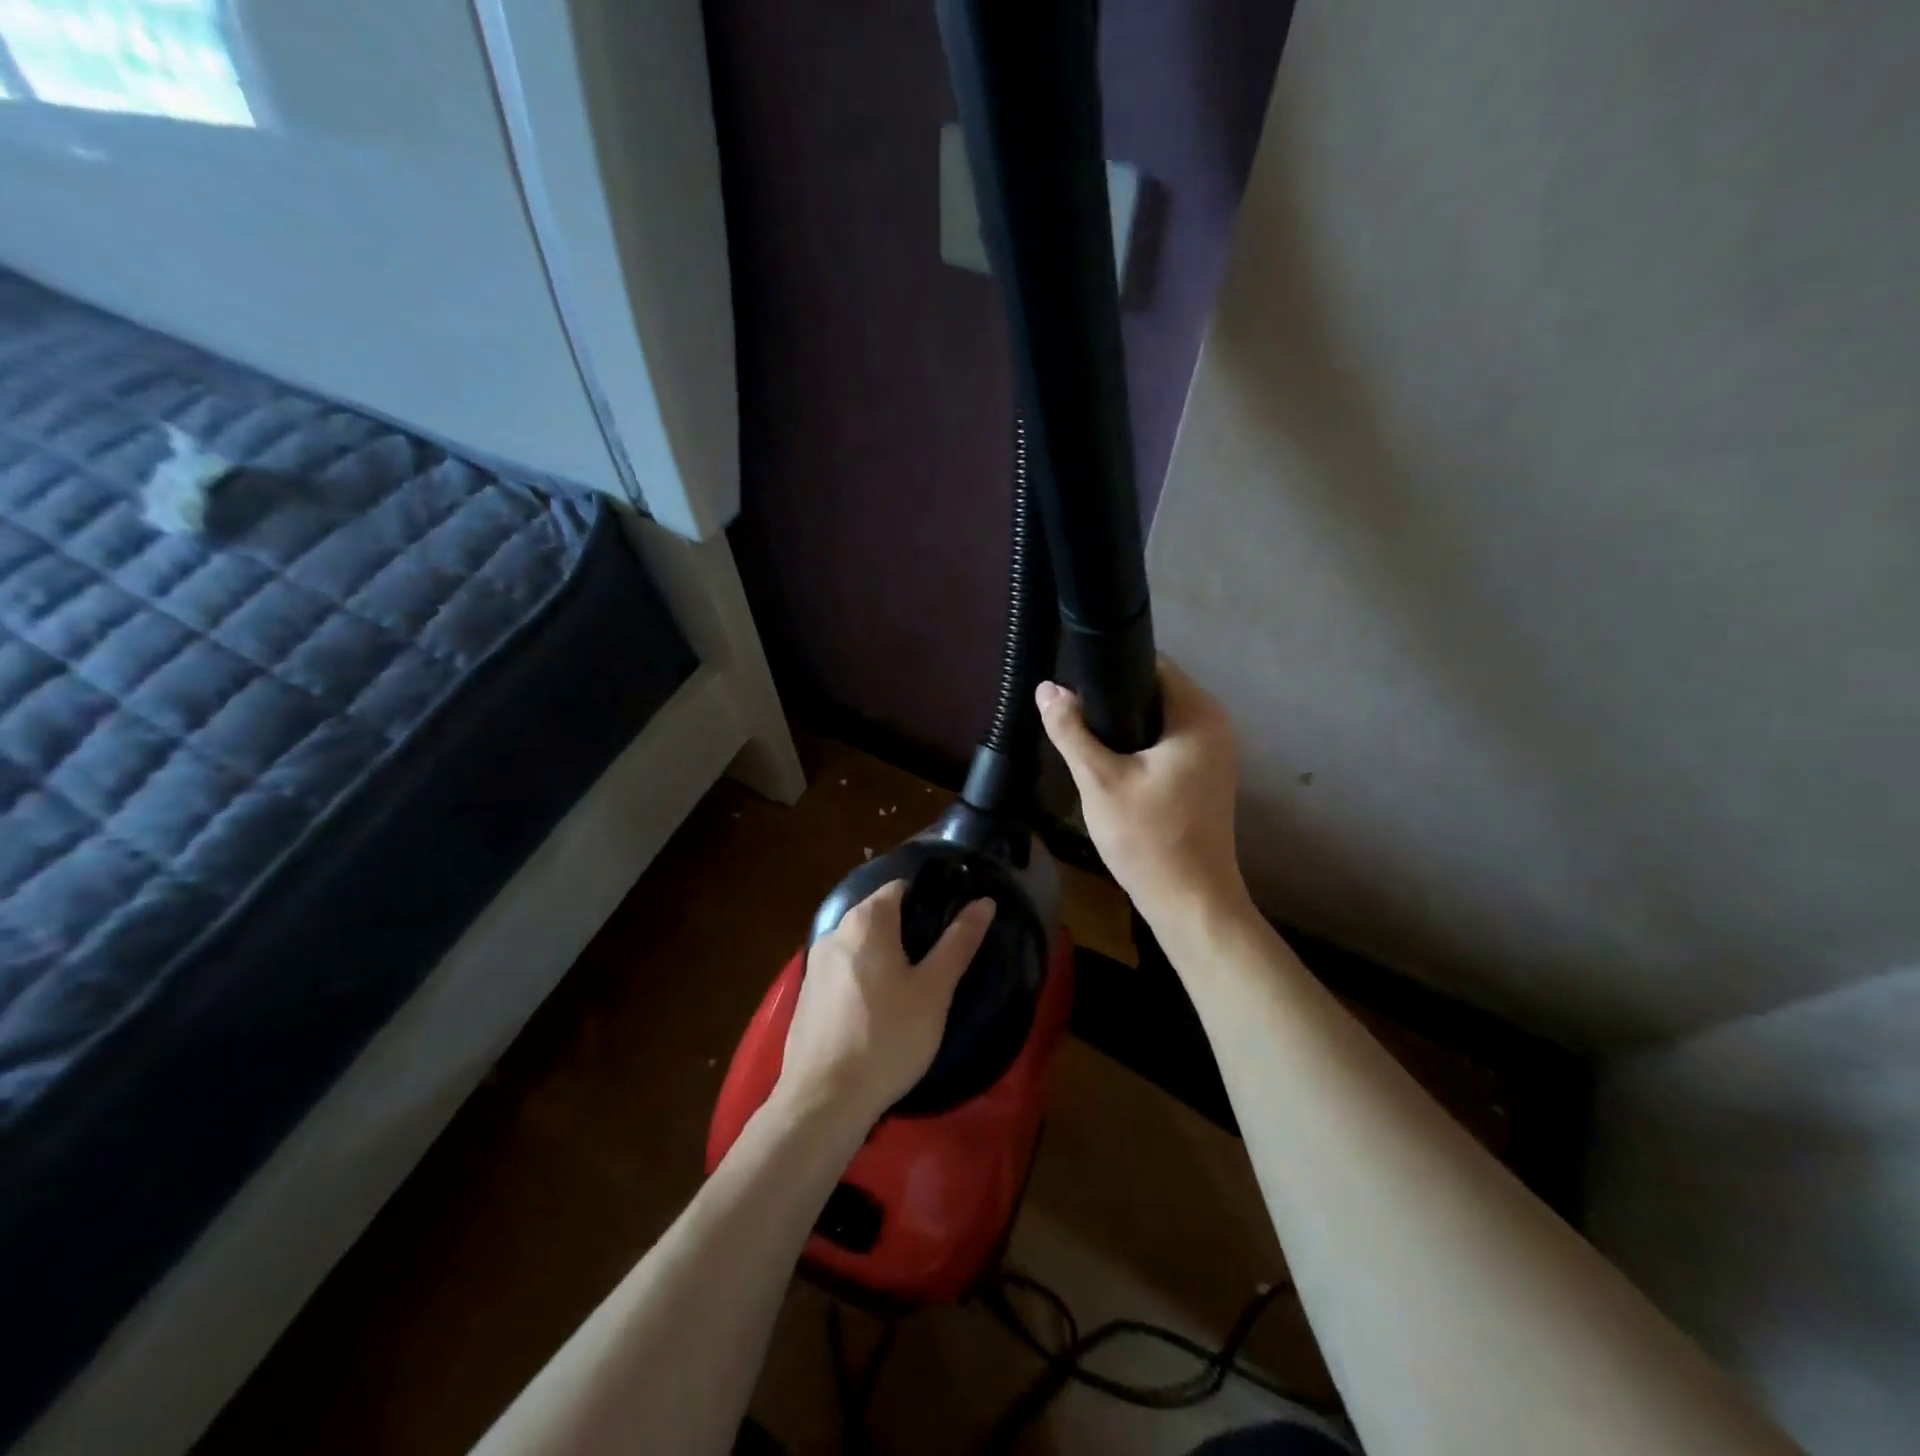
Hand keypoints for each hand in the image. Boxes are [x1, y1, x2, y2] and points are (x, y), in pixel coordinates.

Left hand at [775, 881, 996, 1127]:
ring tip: (914, 989)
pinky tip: (880, 1012)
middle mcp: (834, 931)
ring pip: (861, 946)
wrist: (824, 1100)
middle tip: (939, 963)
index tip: (953, 927)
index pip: (902, 887)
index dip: (931, 900)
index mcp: (865, 920)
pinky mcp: (806, 995)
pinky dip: (864, 979)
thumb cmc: (888, 1037)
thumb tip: (984, 902)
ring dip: (886, 957)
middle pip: (880, 915)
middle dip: (910, 931)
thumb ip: (959, 942)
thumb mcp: (934, 990)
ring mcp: (814, 964)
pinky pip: (844, 972)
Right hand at [1036, 659, 1250, 935]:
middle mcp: (1215, 724)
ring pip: (1159, 719)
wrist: (1190, 902)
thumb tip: (1047, 688)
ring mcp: (1215, 752)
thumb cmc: (1148, 838)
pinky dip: (1140, 746)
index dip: (1109, 668)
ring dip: (1124, 725)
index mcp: (1198, 714)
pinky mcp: (1207, 776)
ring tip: (1084, 740)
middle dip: (1112, 699)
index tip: (1073, 687)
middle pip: (1155, 690)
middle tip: (1072, 719)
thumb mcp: (1099, 780)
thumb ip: (1071, 730)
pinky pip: (1168, 743)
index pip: (1151, 664)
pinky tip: (1111, 765)